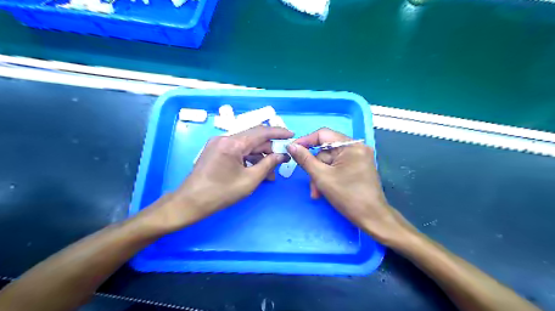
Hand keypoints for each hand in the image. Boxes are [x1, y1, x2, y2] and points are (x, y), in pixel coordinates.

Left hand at [147, 126, 293, 230]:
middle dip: (270, 149)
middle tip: (282, 161)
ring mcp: (219, 143)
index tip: (291, 135)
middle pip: (254, 139)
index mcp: (233, 143)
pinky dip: (248, 158)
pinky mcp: (216, 150)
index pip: (261, 132)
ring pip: (246, 145)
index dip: (279, 132)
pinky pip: (237, 150)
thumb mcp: (250, 180)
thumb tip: (282, 155)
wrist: (190, 202)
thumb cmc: (221, 193)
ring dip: (260, 156)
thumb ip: (268, 164)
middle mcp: (225, 138)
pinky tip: (256, 170)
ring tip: (270, 173)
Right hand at [289, 127, 413, 243]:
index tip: (292, 149)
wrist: (372, 218)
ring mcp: (358, 158)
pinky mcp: (358, 167)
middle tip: (310, 184)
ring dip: (320, 176)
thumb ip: (305, 159)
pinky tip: (324, 190)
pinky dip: (328, 177)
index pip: (323, 134)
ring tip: (317, 192)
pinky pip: (337, 167)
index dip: (305, 141)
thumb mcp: (322, 177)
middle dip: (315, 168)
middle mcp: (357, 148)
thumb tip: (291, 146)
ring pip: (330, 161)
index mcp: (351, 146)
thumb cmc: (348, 196)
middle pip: (326, 151)